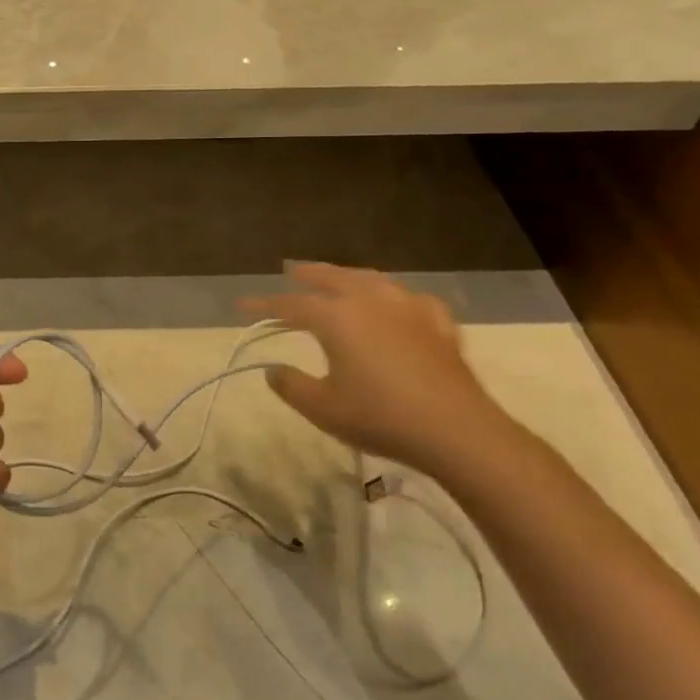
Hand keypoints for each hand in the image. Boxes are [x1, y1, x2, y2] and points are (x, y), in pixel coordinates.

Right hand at [243, 262, 519, 478]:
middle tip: (290, 269)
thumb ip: (291, 386)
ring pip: (371, 279)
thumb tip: (273, 371)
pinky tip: (397, 305)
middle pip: (332, 277)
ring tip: (339, 278)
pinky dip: (393, 297)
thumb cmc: (381, 417)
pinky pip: (409, 298)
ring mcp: (408, 307)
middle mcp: (370, 300)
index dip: (264, 304)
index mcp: (337, 317)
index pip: (291, 304)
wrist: (456, 430)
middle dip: (308, 273)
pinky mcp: (438, 322)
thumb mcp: (323, 408)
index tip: (243, 305)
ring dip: (349, 276)